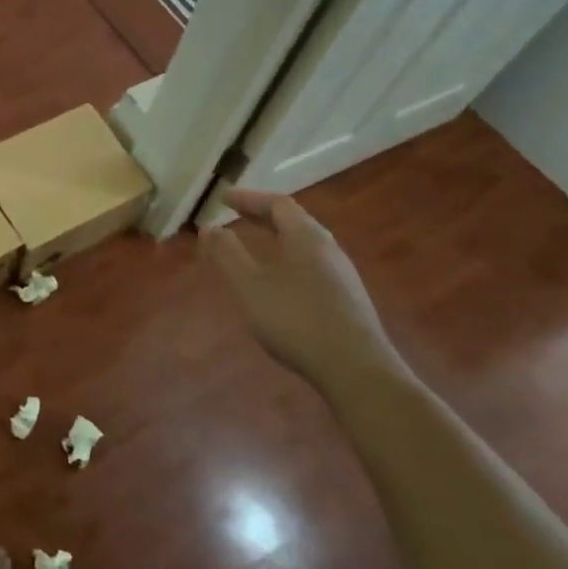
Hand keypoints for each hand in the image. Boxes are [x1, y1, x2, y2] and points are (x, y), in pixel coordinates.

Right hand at [206, 188, 409, 395]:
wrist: (356, 370)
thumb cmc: (296, 319)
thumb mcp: (249, 285)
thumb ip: (227, 253)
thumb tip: (210, 228)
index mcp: (306, 237)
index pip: (278, 204)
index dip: (249, 198)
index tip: (224, 198)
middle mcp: (329, 249)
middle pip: (295, 221)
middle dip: (264, 215)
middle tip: (237, 215)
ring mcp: (343, 275)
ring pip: (307, 244)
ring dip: (279, 238)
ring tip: (257, 245)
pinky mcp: (348, 300)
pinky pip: (314, 265)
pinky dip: (290, 259)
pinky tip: (282, 281)